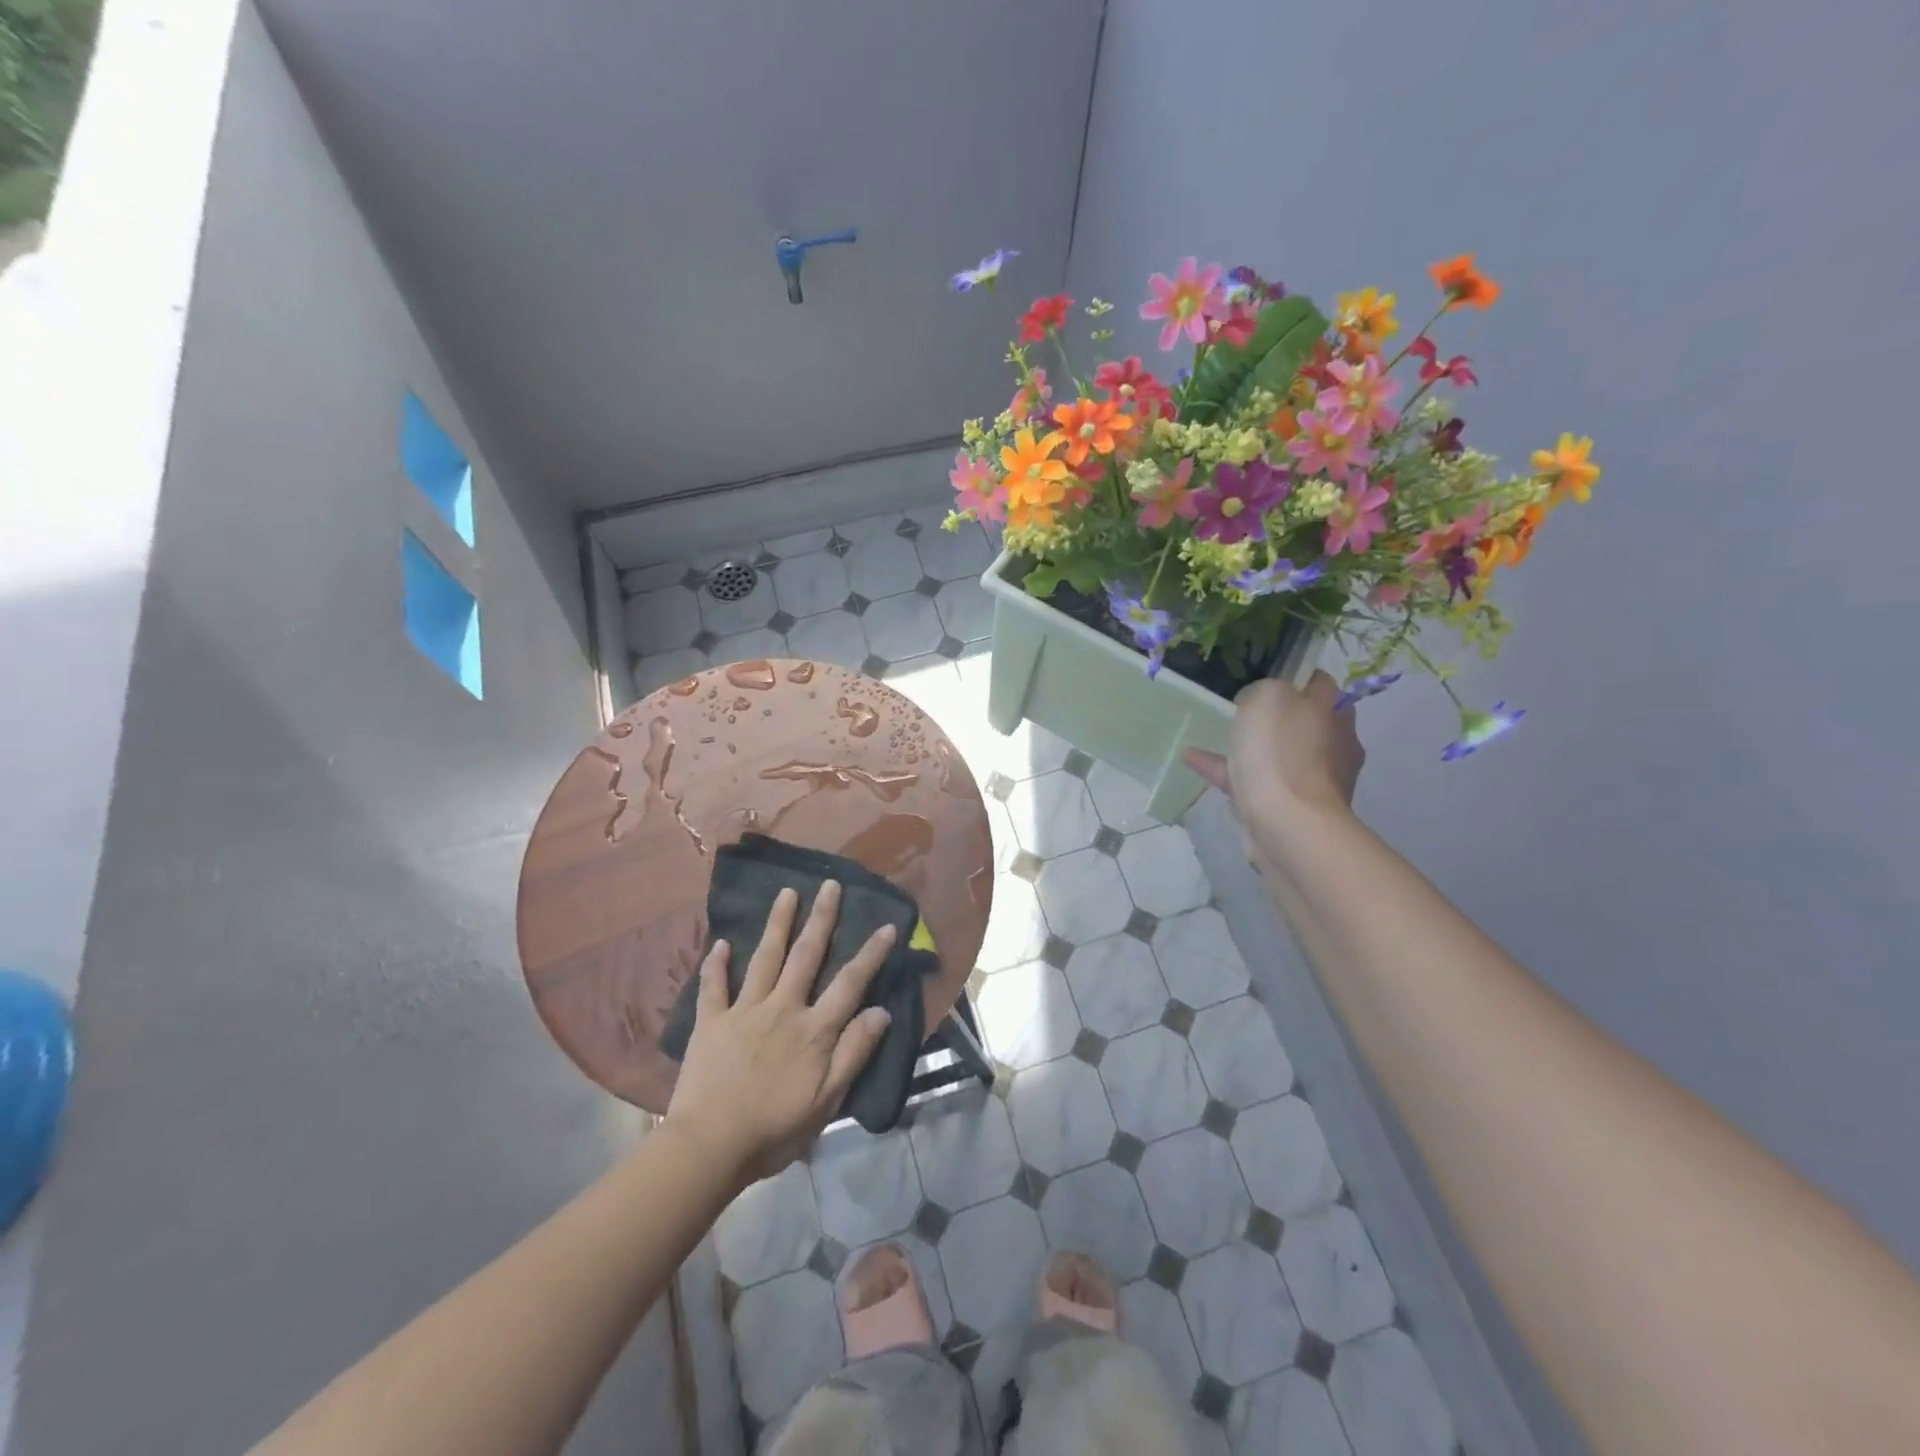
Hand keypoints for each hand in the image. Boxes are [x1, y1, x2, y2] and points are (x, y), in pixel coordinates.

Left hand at [665, 882, 895, 1186]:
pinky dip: (716, 964)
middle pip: (806, 955)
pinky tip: (720, 943)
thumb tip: (881, 1011)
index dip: (871, 953)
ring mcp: (744, 1011)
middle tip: (830, 884)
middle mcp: (782, 1008)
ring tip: (787, 892)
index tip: (888, 925)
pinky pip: (713, 986)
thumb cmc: (774, 1129)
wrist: (709, 1146)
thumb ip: (854, 1052)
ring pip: (764, 957)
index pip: (850, 982)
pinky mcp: (710, 1021)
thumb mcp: (827, 1100)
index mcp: (814, 1029)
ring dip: (777, 923)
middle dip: (821, 918)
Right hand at [1184, 671, 1364, 860]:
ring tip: (1211, 733)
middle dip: (1274, 714)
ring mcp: (1311, 780)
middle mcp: (1332, 745)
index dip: (1293, 675)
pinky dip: (1225, 770)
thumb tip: (1258, 701)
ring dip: (1247, 744)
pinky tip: (1192, 759)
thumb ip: (1263, 688)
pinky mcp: (1288, 808)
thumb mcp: (1268, 696)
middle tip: (1240, 705)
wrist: (1288, 824)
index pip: (1319, 683)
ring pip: (1276, 754)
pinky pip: (1251, 781)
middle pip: (1301, 720)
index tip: (1264, 674)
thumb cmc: (1283, 752)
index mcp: (1334, 713)